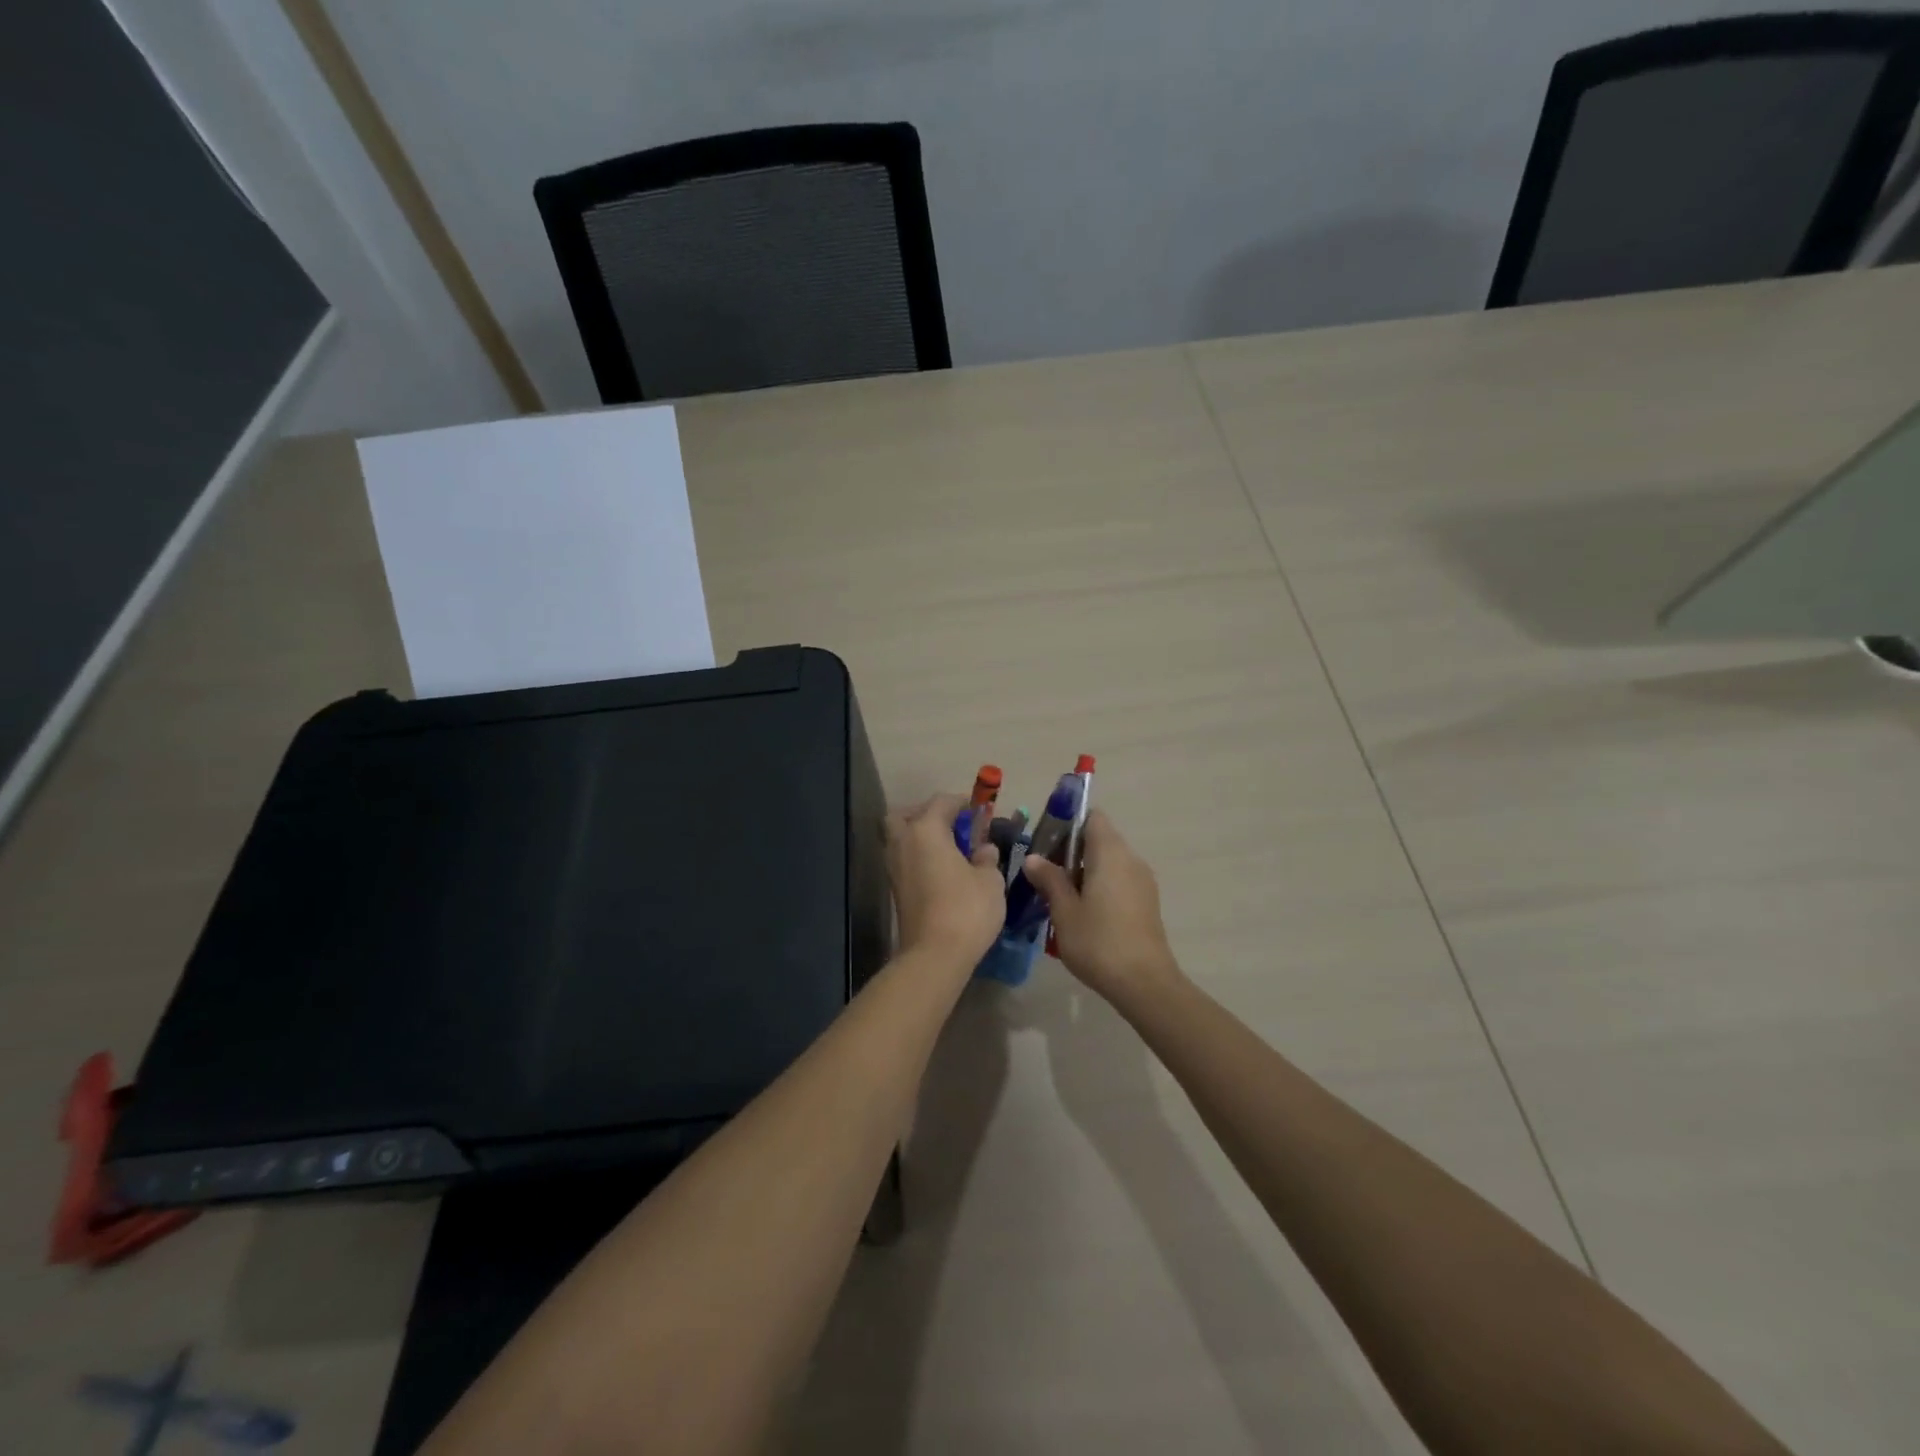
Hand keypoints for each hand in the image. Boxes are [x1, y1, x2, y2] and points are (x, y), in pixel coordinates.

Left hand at [886, 793, 1007, 966]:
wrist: (934, 955)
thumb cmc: (966, 909)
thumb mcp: (990, 880)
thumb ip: (987, 857)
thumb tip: (984, 849)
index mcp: (926, 830)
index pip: (942, 802)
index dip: (963, 802)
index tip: (980, 810)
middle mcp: (903, 842)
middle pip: (906, 815)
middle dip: (927, 814)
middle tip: (952, 825)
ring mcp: (894, 867)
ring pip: (901, 838)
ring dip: (921, 836)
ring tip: (950, 849)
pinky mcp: (895, 889)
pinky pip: (905, 859)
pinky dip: (919, 857)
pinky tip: (942, 869)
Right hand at [1021, 810, 1181, 1004]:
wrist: (1144, 983)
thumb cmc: (1098, 942)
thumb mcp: (1064, 910)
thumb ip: (1049, 879)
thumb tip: (1033, 858)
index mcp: (1110, 853)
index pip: (1092, 817)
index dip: (1068, 823)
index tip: (1046, 842)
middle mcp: (1130, 858)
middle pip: (1099, 839)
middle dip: (1070, 851)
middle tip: (1044, 873)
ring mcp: (1142, 881)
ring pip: (1108, 862)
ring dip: (1084, 871)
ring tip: (1059, 896)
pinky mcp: (1147, 901)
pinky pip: (1119, 880)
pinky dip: (1099, 885)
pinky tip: (1082, 913)